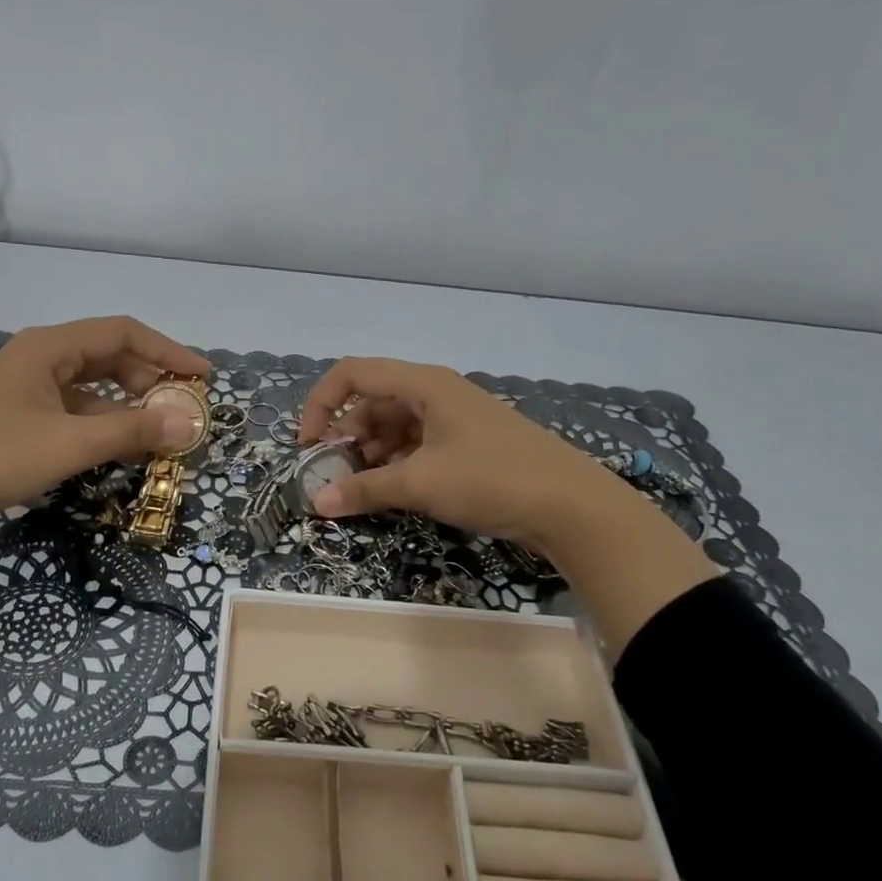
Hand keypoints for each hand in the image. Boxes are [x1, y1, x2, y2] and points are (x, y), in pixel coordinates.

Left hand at [0, 316, 208, 521]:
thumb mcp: (70, 443)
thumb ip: (132, 431)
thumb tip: (189, 424)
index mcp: (50, 346)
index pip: (123, 333)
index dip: (168, 351)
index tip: (202, 376)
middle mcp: (39, 356)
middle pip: (108, 356)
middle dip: (149, 380)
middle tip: (181, 409)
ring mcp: (26, 386)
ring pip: (90, 386)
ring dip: (126, 405)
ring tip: (158, 432)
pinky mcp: (18, 413)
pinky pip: (72, 408)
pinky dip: (100, 422)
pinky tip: (117, 446)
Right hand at [297, 357, 717, 652]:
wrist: (573, 506)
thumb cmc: (491, 479)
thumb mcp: (421, 483)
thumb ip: (365, 490)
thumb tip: (317, 503)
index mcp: (423, 384)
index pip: (352, 374)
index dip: (321, 404)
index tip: (308, 447)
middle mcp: (436, 393)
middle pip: (372, 402)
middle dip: (346, 437)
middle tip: (335, 477)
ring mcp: (454, 419)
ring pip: (394, 427)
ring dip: (371, 455)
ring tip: (363, 490)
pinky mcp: (468, 445)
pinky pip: (417, 445)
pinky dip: (397, 465)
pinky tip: (394, 492)